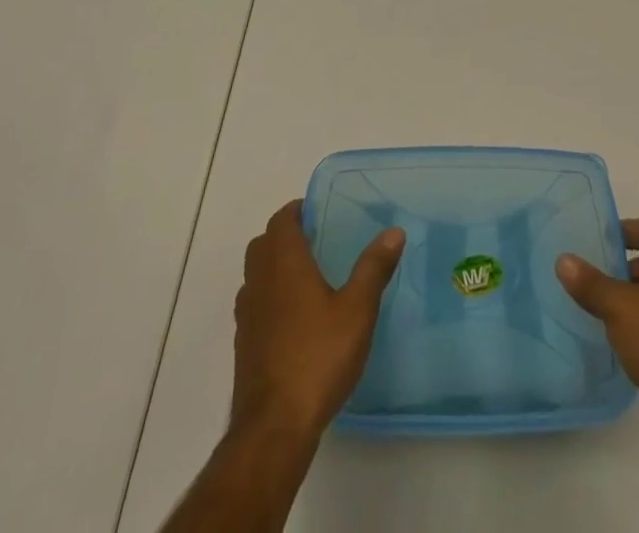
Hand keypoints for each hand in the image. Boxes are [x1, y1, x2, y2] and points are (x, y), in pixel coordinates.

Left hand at [231, 200, 404, 442]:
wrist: (274, 426)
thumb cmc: (318, 357)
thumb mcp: (357, 310)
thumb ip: (374, 268)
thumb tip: (394, 232)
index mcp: (284, 263)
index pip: (281, 220)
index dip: (298, 211)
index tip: (320, 212)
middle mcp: (259, 281)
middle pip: (264, 244)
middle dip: (286, 236)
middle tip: (318, 241)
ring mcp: (247, 314)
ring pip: (256, 274)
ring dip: (275, 267)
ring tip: (309, 278)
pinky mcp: (244, 344)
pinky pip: (255, 304)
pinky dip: (271, 298)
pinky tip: (296, 320)